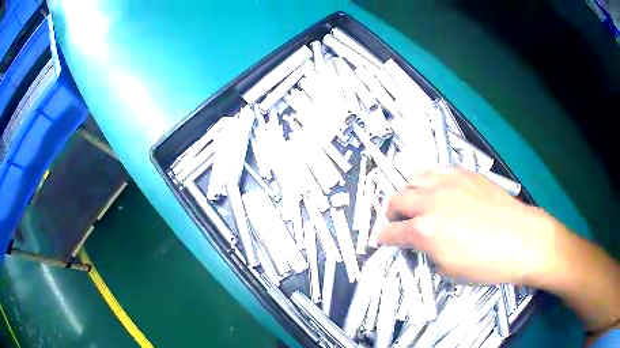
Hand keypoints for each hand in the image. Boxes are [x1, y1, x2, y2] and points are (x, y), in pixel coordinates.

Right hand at [378, 167, 559, 284]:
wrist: (521, 239)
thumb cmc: (485, 264)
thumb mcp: (449, 270)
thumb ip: (428, 253)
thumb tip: (423, 245)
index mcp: (424, 230)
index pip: (391, 232)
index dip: (382, 237)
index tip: (380, 240)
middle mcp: (430, 201)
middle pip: (397, 199)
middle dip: (391, 213)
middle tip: (398, 222)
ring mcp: (447, 182)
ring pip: (414, 178)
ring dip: (408, 192)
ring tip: (415, 202)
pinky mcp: (463, 173)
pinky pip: (437, 170)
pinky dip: (429, 179)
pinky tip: (437, 188)